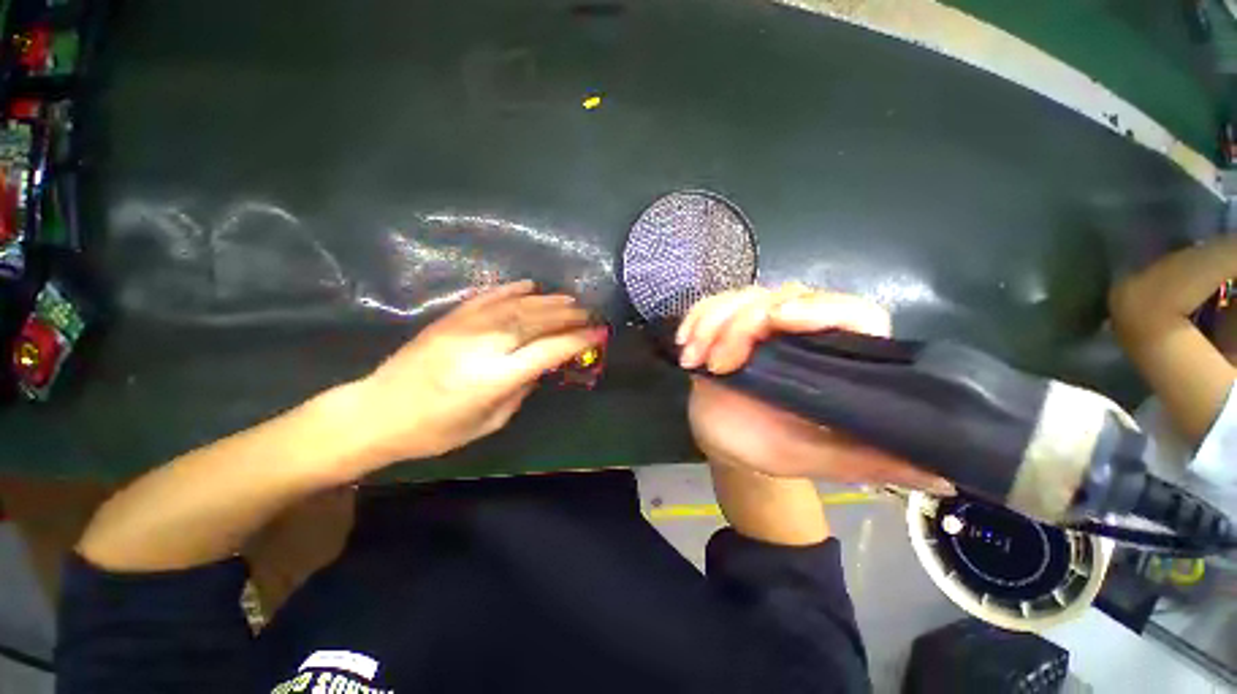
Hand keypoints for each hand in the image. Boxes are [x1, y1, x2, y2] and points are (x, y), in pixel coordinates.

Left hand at [353, 280, 604, 466]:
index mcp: (495, 376)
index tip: (599, 333)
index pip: (549, 350)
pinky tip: (531, 286)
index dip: (578, 340)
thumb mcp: (489, 422)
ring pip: (517, 305)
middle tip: (590, 312)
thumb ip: (520, 389)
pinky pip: (488, 297)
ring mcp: (465, 326)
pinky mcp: (451, 318)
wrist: (377, 411)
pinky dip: (512, 289)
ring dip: (548, 301)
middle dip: (568, 315)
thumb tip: (539, 365)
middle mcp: (484, 344)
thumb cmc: (436, 430)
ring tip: (570, 300)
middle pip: (536, 321)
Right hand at [683, 284, 953, 491]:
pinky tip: (685, 344)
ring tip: (695, 359)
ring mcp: (759, 324)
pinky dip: (695, 318)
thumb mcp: (824, 459)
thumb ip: (877, 461)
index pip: (851, 312)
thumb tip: (955, 474)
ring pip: (741, 296)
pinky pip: (710, 305)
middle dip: (742, 324)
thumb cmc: (775, 448)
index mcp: (835, 357)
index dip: (819, 308)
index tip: (777, 319)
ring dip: (712, 322)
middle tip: (720, 364)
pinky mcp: (726, 325)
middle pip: (782, 296)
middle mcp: (801, 331)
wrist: (730, 442)